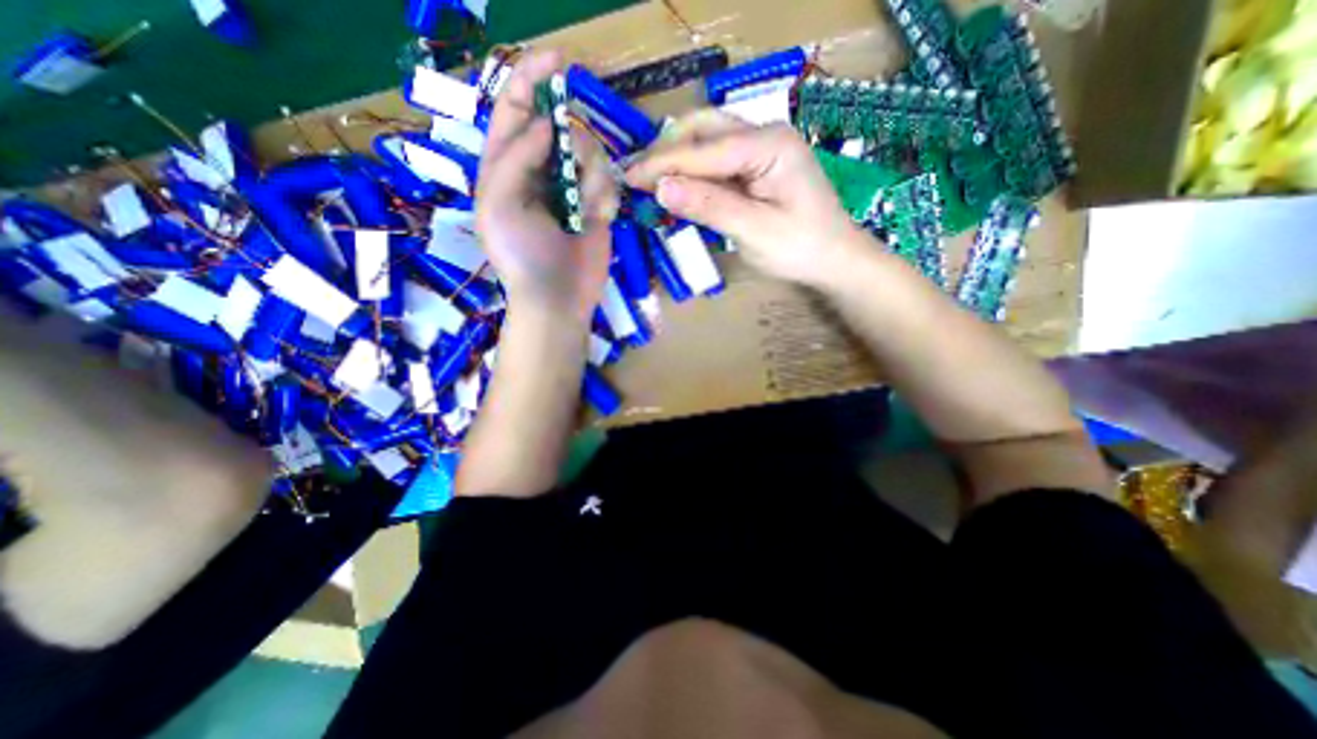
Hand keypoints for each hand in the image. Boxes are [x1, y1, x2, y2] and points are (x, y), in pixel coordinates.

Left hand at [476, 46, 620, 319]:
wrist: (558, 298)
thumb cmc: (522, 255)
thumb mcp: (498, 203)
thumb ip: (515, 156)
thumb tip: (549, 124)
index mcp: (505, 166)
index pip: (515, 110)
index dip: (532, 79)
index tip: (560, 61)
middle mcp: (538, 171)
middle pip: (561, 126)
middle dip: (574, 140)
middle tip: (577, 169)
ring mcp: (570, 189)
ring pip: (590, 152)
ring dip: (591, 176)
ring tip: (586, 210)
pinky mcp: (597, 206)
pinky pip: (608, 181)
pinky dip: (605, 197)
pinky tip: (599, 220)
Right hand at [625, 113, 870, 288]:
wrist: (834, 260)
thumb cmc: (800, 248)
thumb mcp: (754, 230)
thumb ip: (709, 206)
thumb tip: (661, 187)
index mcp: (770, 144)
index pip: (705, 149)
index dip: (664, 164)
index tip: (629, 178)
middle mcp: (765, 135)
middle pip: (705, 129)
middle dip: (668, 151)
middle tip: (637, 177)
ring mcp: (762, 150)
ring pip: (708, 142)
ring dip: (678, 159)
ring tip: (650, 181)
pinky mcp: (757, 167)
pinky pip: (717, 162)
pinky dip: (693, 173)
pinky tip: (677, 187)